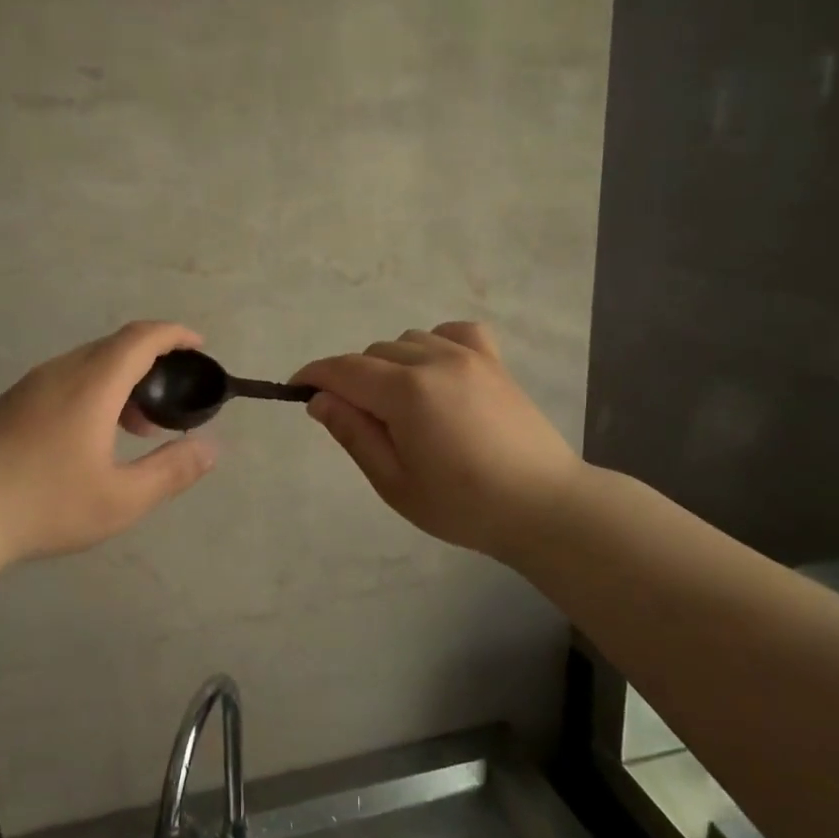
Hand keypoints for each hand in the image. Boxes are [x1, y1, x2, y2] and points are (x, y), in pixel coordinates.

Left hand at [0, 321, 216, 566]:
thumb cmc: (44, 505)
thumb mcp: (121, 499)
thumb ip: (172, 471)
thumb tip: (211, 448)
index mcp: (91, 384)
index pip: (140, 338)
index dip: (174, 335)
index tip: (198, 347)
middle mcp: (59, 373)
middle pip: (114, 347)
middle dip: (151, 364)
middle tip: (170, 402)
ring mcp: (28, 387)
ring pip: (87, 365)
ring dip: (121, 382)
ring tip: (136, 428)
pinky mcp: (9, 405)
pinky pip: (64, 381)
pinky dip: (93, 393)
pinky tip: (91, 438)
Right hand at [292, 322, 581, 563]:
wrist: (543, 506)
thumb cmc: (462, 505)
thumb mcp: (394, 482)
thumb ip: (353, 434)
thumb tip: (320, 399)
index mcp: (407, 392)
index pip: (344, 369)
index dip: (314, 375)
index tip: (296, 388)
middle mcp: (435, 360)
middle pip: (373, 353)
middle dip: (353, 379)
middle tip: (361, 422)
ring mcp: (469, 355)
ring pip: (407, 341)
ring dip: (390, 364)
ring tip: (401, 404)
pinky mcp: (494, 361)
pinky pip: (452, 331)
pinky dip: (434, 344)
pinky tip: (436, 372)